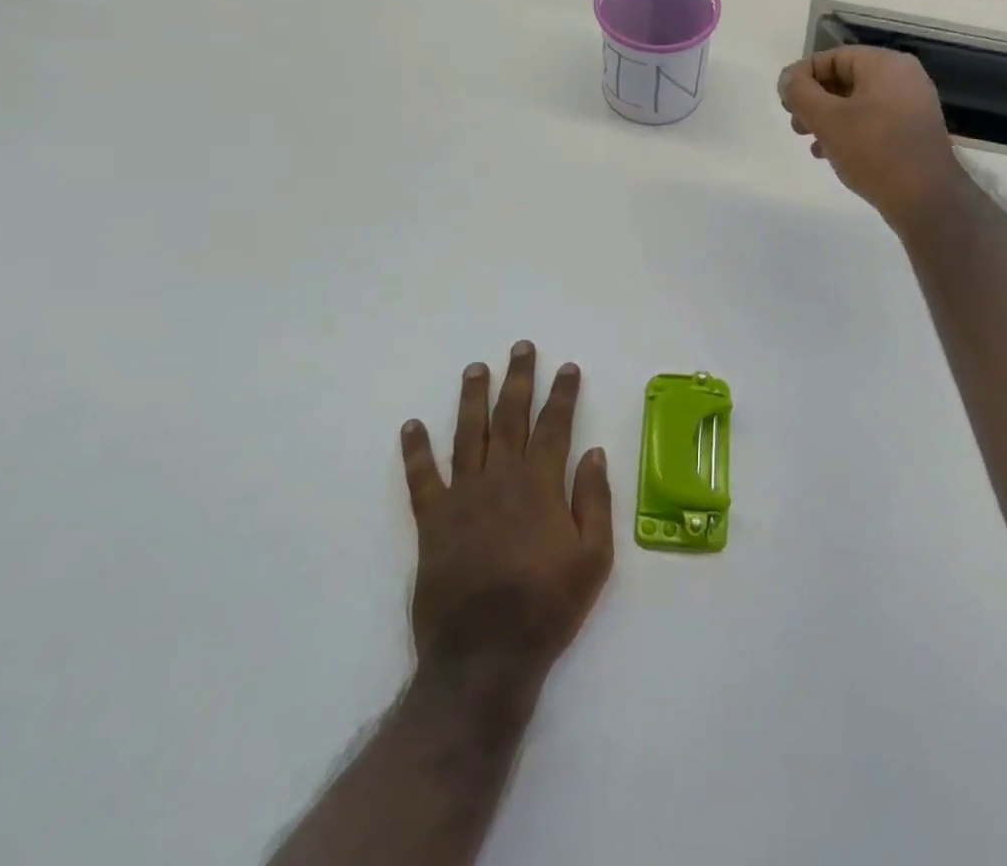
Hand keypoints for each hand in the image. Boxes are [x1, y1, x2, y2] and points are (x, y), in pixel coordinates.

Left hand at [399, 341, 612, 696]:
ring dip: (472, 398)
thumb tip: (594, 453)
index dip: (562, 394)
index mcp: (540, 485)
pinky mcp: (432, 522)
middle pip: (511, 416)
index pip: (554, 426)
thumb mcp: (593, 558)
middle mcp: (500, 478)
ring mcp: (463, 497)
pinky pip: (421, 478)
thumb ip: (594, 501)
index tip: (567, 367)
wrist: (484, 657)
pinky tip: (411, 425)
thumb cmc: (547, 606)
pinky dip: (415, 450)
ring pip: (468, 434)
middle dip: (518, 379)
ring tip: (476, 368)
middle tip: (521, 348)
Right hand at [778, 46, 967, 231]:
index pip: (833, 57)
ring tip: (809, 142)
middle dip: (814, 100)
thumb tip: (787, 78)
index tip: (784, 102)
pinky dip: (849, 132)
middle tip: (795, 124)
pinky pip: (873, 122)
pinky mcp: (913, 132)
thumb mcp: (827, 119)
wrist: (926, 198)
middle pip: (845, 79)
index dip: (802, 76)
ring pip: (858, 103)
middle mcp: (903, 78)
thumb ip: (800, 92)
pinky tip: (831, 154)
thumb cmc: (873, 150)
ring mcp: (912, 105)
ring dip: (828, 119)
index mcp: (885, 64)